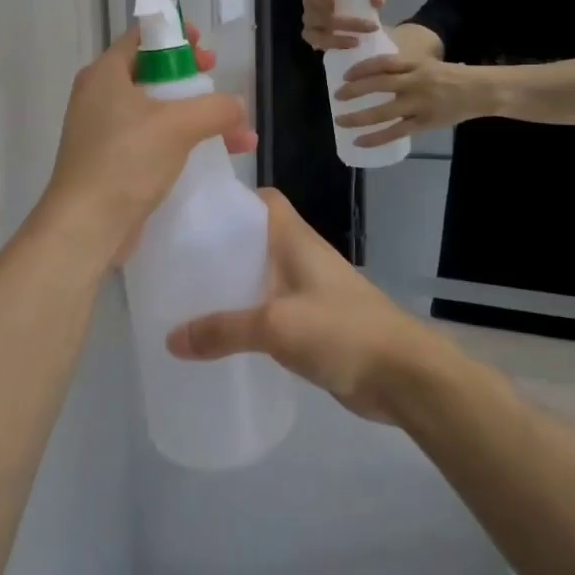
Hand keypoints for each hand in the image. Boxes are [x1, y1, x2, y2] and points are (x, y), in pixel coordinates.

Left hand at [41, 26, 255, 261]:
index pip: (141, 37)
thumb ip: (215, 108)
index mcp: (106, 74)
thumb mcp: (178, 125)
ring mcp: (104, 132)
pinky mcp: (112, 163)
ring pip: (157, 111)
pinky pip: (152, 141)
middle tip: (216, 80)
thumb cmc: (127, 160)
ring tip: (239, 132)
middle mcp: (100, 97)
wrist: (86, 226)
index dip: (176, 35)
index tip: (205, 46)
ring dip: (197, 117)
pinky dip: (182, 143)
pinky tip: (218, 157)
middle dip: (192, 78)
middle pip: (152, 73)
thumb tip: (237, 107)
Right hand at [165, 190, 445, 422]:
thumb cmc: (341, 330)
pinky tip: (221, 335)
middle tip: (177, 260)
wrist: (402, 375)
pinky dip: (247, 316)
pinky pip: (271, 309)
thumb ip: (223, 331)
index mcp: (295, 240)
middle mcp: (301, 257)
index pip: (263, 200)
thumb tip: (171, 339)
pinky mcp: (313, 323)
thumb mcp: (275, 326)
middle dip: (220, 246)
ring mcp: (309, 290)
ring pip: (261, 276)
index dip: (231, 199)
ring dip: (232, 284)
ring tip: (188, 297)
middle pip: (255, 239)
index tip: (193, 212)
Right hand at [300, 0, 387, 51]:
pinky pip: (319, 39)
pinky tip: (353, 42)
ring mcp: (310, 19)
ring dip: (338, 21)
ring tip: (360, 26)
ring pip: (313, 18)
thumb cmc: (359, 9)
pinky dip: (337, 41)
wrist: (359, 34)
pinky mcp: (313, 38)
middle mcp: (311, 0)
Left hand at [334, 55, 485, 149]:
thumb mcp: (427, 63)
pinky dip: (376, 137)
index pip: (383, 63)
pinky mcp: (425, 122)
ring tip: (340, 120)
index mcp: (415, 64)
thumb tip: (373, 72)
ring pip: (384, 112)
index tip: (345, 75)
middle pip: (379, 85)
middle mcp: (415, 82)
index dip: (361, 68)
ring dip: (359, 117)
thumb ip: (404, 67)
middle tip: (337, 95)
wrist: (481, 90)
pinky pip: (396, 132)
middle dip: (354, 91)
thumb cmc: (451, 75)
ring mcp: (420, 104)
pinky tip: (360, 141)